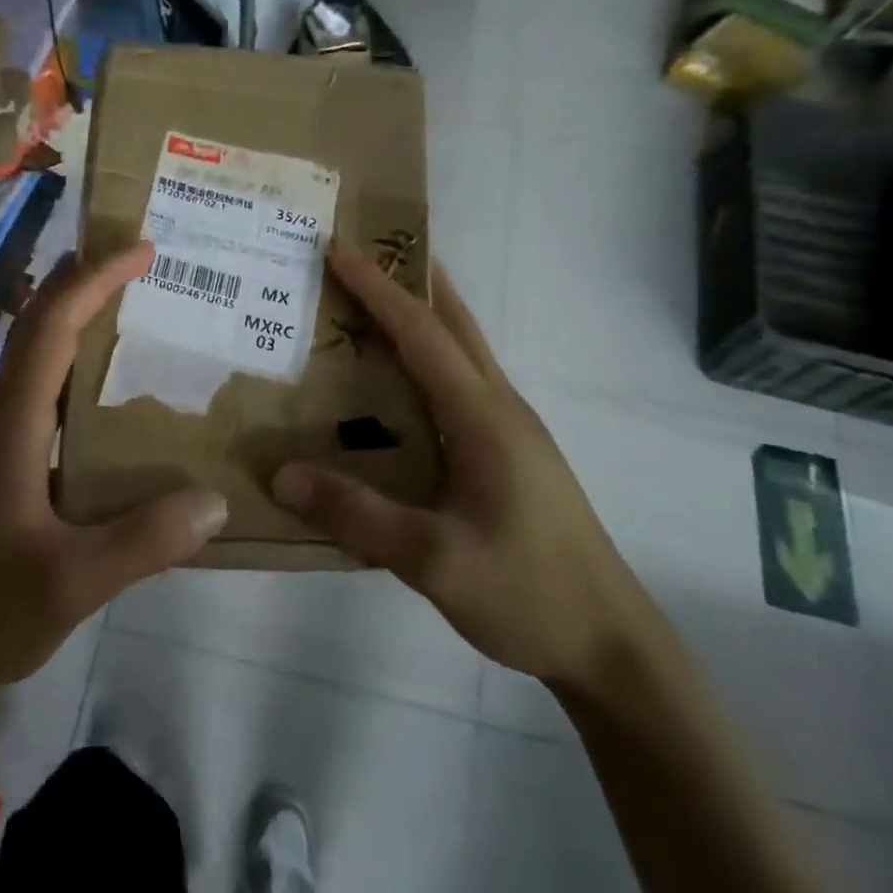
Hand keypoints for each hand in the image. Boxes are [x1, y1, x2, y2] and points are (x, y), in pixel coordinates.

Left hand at [0, 242, 227, 697]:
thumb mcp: (71, 584)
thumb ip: (143, 542)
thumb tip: (216, 499)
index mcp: (13, 430)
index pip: (50, 332)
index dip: (93, 282)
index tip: (140, 250)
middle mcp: (3, 422)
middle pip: (35, 329)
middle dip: (81, 282)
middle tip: (137, 260)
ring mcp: (1, 446)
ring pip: (36, 361)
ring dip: (77, 321)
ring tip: (134, 309)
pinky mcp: (7, 471)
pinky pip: (46, 399)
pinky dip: (78, 370)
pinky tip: (115, 398)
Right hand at [271, 242, 639, 688]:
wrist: (609, 642)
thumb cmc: (528, 592)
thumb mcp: (434, 560)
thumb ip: (357, 514)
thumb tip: (282, 474)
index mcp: (484, 417)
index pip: (424, 334)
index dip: (380, 289)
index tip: (340, 249)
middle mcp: (501, 408)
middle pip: (454, 325)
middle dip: (410, 281)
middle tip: (362, 253)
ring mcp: (511, 430)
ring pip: (462, 351)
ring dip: (421, 317)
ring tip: (371, 303)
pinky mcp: (510, 453)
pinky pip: (461, 384)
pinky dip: (427, 359)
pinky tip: (397, 385)